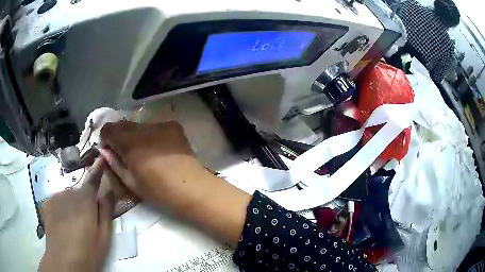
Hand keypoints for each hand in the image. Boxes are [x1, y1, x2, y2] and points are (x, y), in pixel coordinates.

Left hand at [39, 158, 113, 271]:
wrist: (63, 261)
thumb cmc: (87, 252)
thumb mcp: (104, 237)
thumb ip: (106, 212)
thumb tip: (108, 192)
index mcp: (85, 201)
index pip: (93, 179)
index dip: (98, 168)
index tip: (101, 157)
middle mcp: (69, 193)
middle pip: (80, 192)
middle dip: (85, 201)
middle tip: (88, 222)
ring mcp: (56, 197)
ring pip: (69, 197)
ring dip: (73, 206)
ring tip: (74, 226)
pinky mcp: (47, 203)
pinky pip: (59, 201)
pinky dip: (62, 208)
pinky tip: (62, 224)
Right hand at [99, 121, 206, 207]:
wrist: (192, 188)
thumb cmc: (158, 190)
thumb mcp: (130, 182)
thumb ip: (114, 163)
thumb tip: (105, 151)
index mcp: (129, 143)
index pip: (108, 129)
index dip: (105, 139)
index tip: (110, 150)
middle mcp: (143, 128)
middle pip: (123, 124)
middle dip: (120, 136)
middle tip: (126, 152)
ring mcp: (160, 124)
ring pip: (139, 125)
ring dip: (136, 136)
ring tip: (145, 152)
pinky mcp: (173, 126)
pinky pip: (155, 127)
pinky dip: (152, 135)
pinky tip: (160, 149)